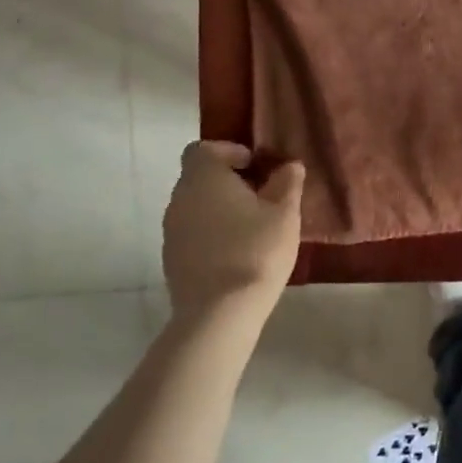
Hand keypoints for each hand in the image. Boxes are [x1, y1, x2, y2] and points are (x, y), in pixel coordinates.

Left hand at [162, 142, 304, 329]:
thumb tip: (289, 166)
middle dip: (229, 181)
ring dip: (220, 209)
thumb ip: (287, 184)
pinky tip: (238, 252)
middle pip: (200, 177)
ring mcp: (171, 231)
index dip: (229, 151)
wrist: (219, 314)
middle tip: (262, 196)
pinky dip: (212, 234)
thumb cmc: (255, 251)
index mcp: (204, 178)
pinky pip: (193, 233)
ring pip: (196, 206)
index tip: (256, 166)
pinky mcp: (172, 260)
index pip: (204, 148)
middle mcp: (180, 198)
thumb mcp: (284, 214)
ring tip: (253, 227)